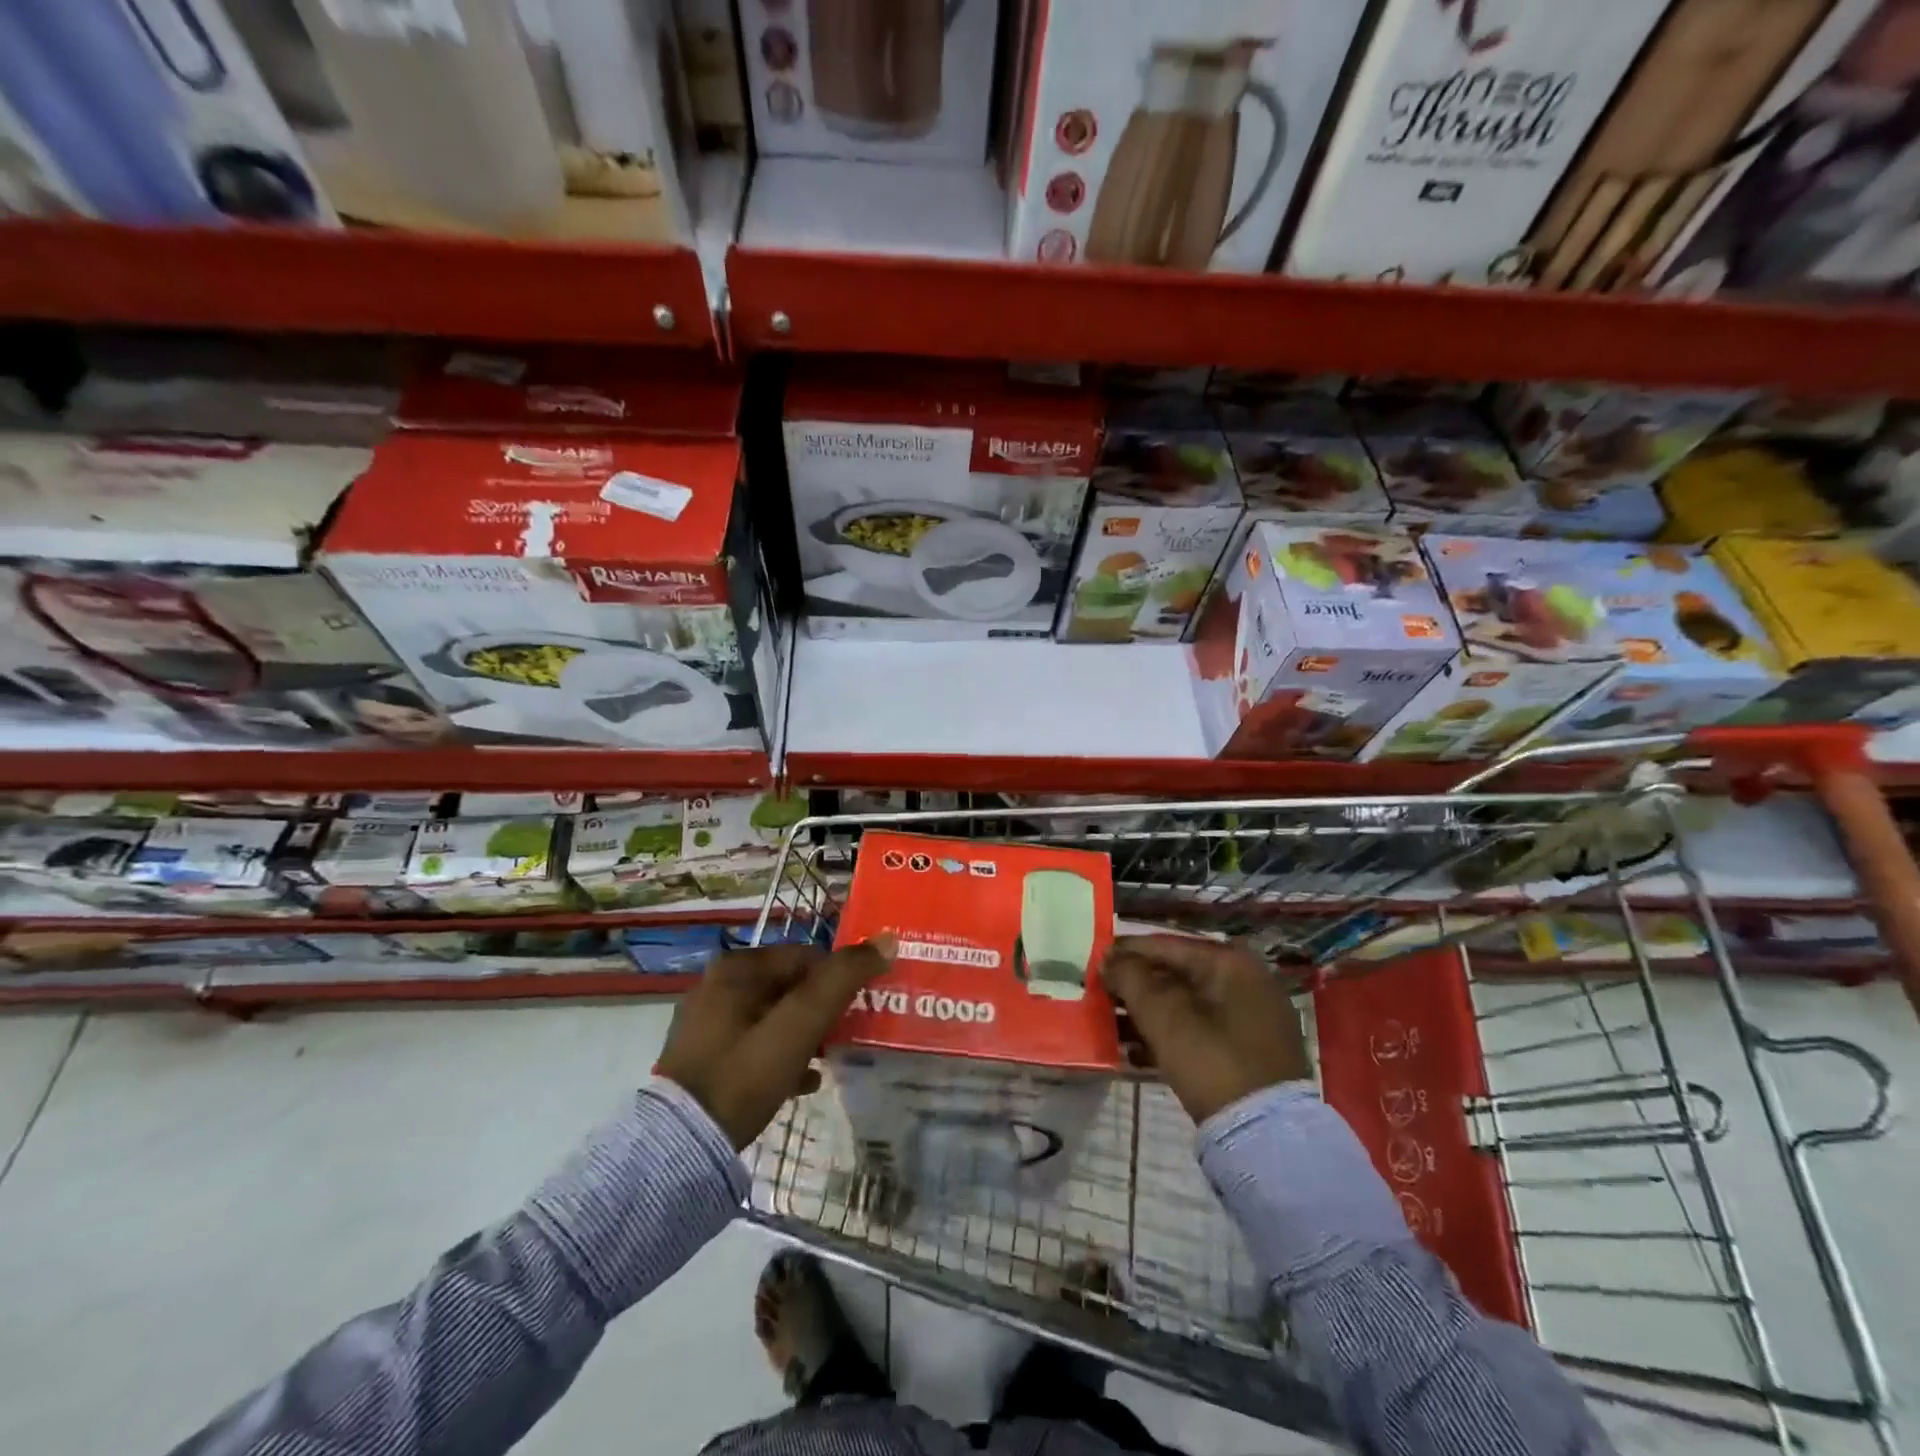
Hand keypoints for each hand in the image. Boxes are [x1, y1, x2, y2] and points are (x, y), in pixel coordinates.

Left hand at [657, 943, 886, 1148]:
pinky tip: (803, 1080)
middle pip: (791, 986)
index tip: (859, 1009)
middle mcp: (718, 985)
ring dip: (806, 1033)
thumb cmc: (743, 1076)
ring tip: (830, 1059)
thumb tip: (887, 940)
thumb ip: (842, 980)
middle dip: (823, 1009)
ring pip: (776, 1016)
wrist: (680, 1149)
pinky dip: (782, 1054)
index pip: (807, 956)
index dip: (838, 980)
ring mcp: (708, 1022)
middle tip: (847, 1036)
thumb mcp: (799, 1025)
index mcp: (736, 968)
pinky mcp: (706, 1056)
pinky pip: (756, 1043)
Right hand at [1101, 935, 1309, 1124]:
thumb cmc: (1212, 1062)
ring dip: (1148, 1012)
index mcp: (1230, 964)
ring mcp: (1252, 1018)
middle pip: (1177, 974)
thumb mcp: (1164, 1017)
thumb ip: (1132, 980)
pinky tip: (1135, 1051)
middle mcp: (1246, 981)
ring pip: (1187, 1004)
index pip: (1167, 946)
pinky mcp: (1249, 1050)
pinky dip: (1170, 1034)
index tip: (1096, 958)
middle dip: (1136, 986)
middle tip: (1101, 993)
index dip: (1127, 952)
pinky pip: (1200, 1029)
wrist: (1266, 1137)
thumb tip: (1111, 960)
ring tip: (1110, 1023)